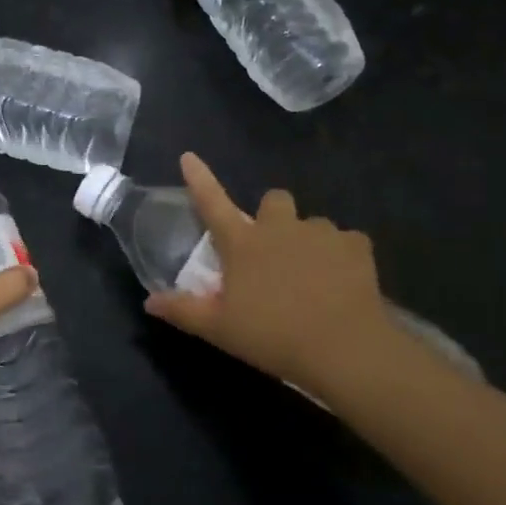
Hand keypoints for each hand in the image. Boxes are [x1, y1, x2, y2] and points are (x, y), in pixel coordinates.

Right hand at [144, 153, 411, 395]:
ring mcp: (320, 233)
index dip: (199, 178)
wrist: (343, 348)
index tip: (188, 157)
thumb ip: (183, 310)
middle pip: (274, 200)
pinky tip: (342, 281)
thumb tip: (149, 301)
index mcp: (243, 243)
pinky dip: (341, 256)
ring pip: (311, 223)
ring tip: (311, 274)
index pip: (212, 202)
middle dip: (271, 215)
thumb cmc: (272, 336)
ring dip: (307, 240)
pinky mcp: (356, 246)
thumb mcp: (219, 329)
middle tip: (272, 248)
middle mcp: (280, 227)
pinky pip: (346, 242)